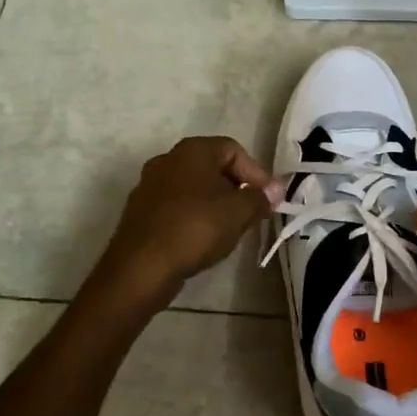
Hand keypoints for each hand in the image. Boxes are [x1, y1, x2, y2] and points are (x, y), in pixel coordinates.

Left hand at [92, 137, 282, 305]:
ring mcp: (149, 185)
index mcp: (192, 150)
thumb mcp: (239, 212)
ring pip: (193, 188)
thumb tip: (275, 190)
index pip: (233, 149)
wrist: (141, 266)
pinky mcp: (140, 212)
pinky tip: (202, 240)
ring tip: (230, 229)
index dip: (256, 173)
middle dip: (236, 189)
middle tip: (252, 213)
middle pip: (212, 167)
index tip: (268, 199)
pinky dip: (194, 217)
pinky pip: (176, 207)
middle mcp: (168, 159)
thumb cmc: (196, 227)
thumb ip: (260, 197)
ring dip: (215, 204)